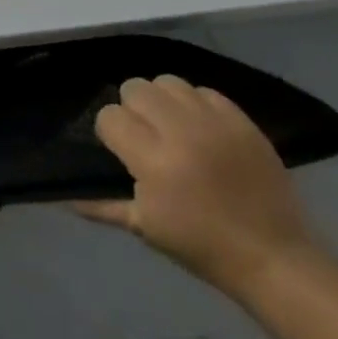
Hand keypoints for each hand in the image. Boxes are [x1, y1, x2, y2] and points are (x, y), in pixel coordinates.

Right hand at [74, 75, 314, 299]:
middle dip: (132, 108)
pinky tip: (198, 128)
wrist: (274, 257)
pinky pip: (205, 91)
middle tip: (144, 135)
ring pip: (168, 81)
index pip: (110, 116)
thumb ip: (101, 204)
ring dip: (162, 100)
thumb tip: (62, 196)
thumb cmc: (201, 246)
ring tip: (170, 126)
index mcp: (154, 161)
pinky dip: (195, 103)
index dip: (110, 132)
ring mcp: (216, 123)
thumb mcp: (144, 228)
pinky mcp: (243, 122)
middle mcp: (182, 132)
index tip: (121, 151)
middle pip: (135, 88)